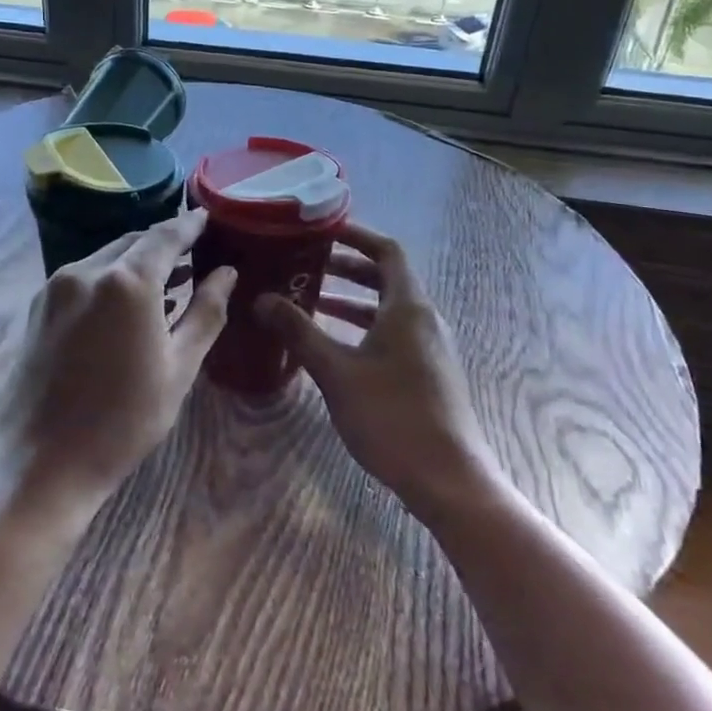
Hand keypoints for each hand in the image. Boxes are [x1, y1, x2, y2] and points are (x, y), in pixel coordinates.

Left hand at [0, 209, 234, 514]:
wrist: (42, 462)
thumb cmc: (124, 420)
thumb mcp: (180, 367)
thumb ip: (206, 312)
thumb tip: (226, 273)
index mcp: (126, 282)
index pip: (165, 235)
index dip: (190, 225)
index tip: (208, 218)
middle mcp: (86, 271)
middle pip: (133, 242)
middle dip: (164, 243)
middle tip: (195, 252)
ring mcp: (57, 287)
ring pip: (107, 258)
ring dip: (137, 262)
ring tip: (170, 279)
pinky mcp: (39, 306)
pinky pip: (85, 277)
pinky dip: (112, 278)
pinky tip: (130, 304)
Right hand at [256, 221, 494, 527]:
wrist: (449, 479)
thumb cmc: (392, 416)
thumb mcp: (336, 372)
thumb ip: (299, 332)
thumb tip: (262, 299)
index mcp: (408, 307)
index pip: (387, 251)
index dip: (356, 236)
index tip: (322, 231)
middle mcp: (424, 319)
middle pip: (387, 278)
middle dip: (347, 269)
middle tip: (307, 266)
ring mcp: (429, 348)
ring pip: (388, 309)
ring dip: (352, 301)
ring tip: (312, 303)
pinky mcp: (427, 373)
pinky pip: (392, 333)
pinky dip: (363, 328)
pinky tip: (334, 348)